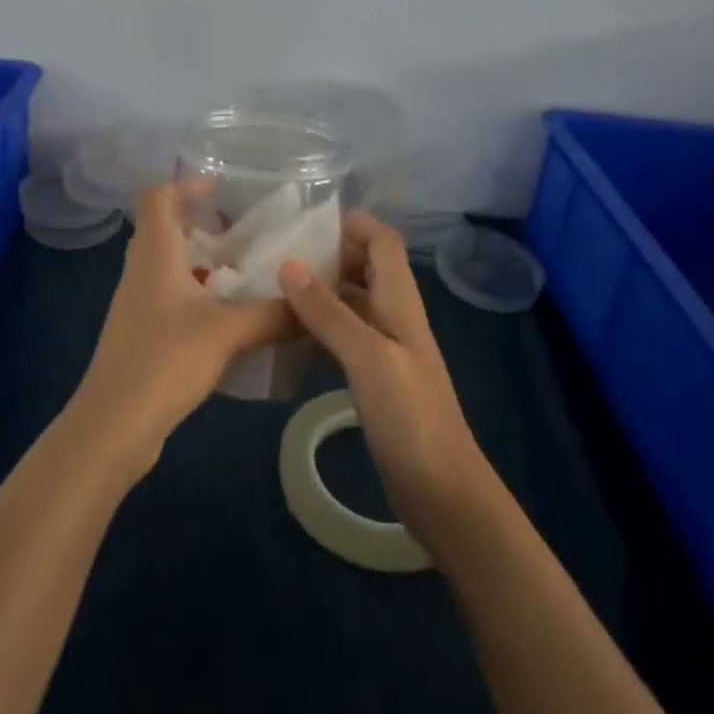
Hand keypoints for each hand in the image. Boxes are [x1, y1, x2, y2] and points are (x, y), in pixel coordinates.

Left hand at [68, 184, 294, 478]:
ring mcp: (137, 303)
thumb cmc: (165, 360)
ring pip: (169, 265)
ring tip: (244, 271)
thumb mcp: (228, 333)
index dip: (185, 184)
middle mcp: (141, 270)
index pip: (157, 196)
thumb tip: (313, 304)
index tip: (222, 188)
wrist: (114, 425)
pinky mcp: (141, 333)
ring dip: (201, 262)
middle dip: (202, 224)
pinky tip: (229, 316)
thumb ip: (274, 315)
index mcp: (154, 253)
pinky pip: (171, 297)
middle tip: (243, 232)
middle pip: (164, 228)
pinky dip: (197, 294)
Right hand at [277, 213, 493, 551]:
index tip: (302, 223)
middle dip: (328, 253)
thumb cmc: (409, 416)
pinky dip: (319, 327)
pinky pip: (344, 336)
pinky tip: (287, 335)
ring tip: (272, 288)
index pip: (382, 240)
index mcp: (400, 301)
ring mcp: (385, 347)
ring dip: (320, 290)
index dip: (351, 224)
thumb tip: (288, 263)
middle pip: (365, 265)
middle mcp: (394, 315)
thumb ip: (328, 311)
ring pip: (351, 301)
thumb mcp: (367, 357)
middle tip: (276, 254)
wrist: (441, 490)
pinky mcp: (375, 377)